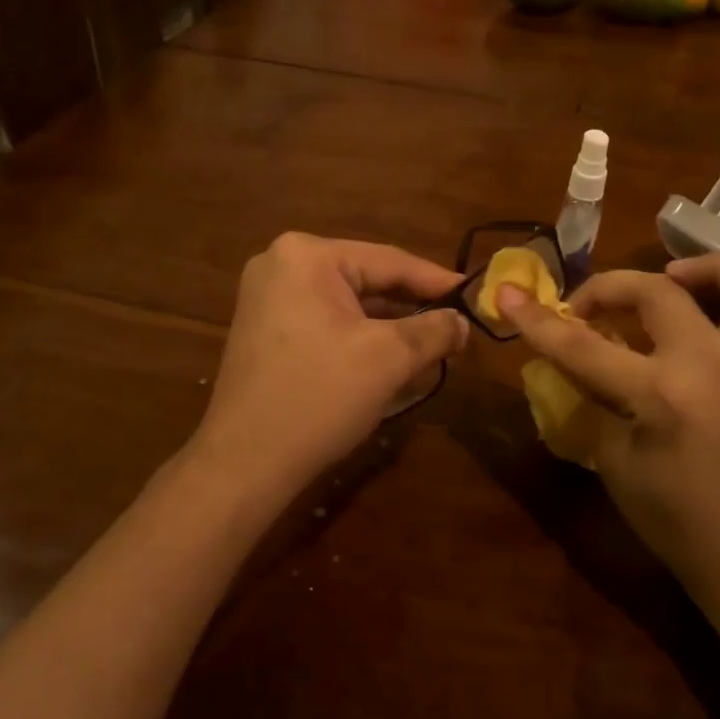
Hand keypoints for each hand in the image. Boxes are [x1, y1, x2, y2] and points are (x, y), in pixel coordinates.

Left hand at [191, 233, 468, 495]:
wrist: (245, 462)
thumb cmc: (319, 397)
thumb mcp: (389, 358)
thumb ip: (434, 330)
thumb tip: (463, 322)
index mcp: (307, 255)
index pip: (389, 261)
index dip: (437, 281)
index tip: (474, 296)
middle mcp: (281, 264)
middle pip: (367, 279)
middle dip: (412, 306)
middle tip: (457, 325)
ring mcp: (268, 297)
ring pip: (348, 303)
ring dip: (389, 324)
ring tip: (433, 343)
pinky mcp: (265, 329)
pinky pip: (326, 321)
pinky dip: (359, 336)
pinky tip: (391, 357)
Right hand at [499, 254, 719, 604]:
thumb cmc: (674, 523)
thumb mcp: (614, 462)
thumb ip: (593, 401)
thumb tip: (571, 363)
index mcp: (662, 397)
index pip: (585, 347)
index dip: (539, 321)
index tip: (508, 296)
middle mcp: (712, 368)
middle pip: (659, 293)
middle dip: (608, 287)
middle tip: (584, 309)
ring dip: (714, 270)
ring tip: (676, 275)